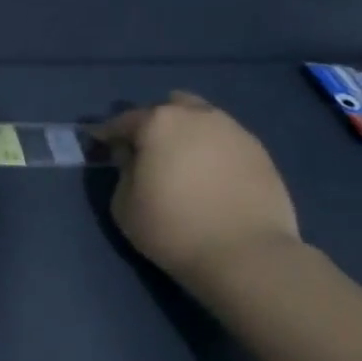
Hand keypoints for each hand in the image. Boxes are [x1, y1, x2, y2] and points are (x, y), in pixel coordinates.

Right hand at [93, 92, 300, 284]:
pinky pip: (225, 141)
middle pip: (170, 108)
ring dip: (187, 134)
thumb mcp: (124, 204)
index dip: (108, 134)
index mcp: (159, 123)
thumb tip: (132, 156)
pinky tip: (209, 177)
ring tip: (181, 164)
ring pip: (202, 120)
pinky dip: (212, 151)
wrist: (244, 252)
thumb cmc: (171, 227)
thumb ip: (123, 170)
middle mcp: (199, 116)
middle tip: (146, 152)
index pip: (124, 120)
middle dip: (154, 124)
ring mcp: (235, 131)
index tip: (100, 146)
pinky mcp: (260, 152)